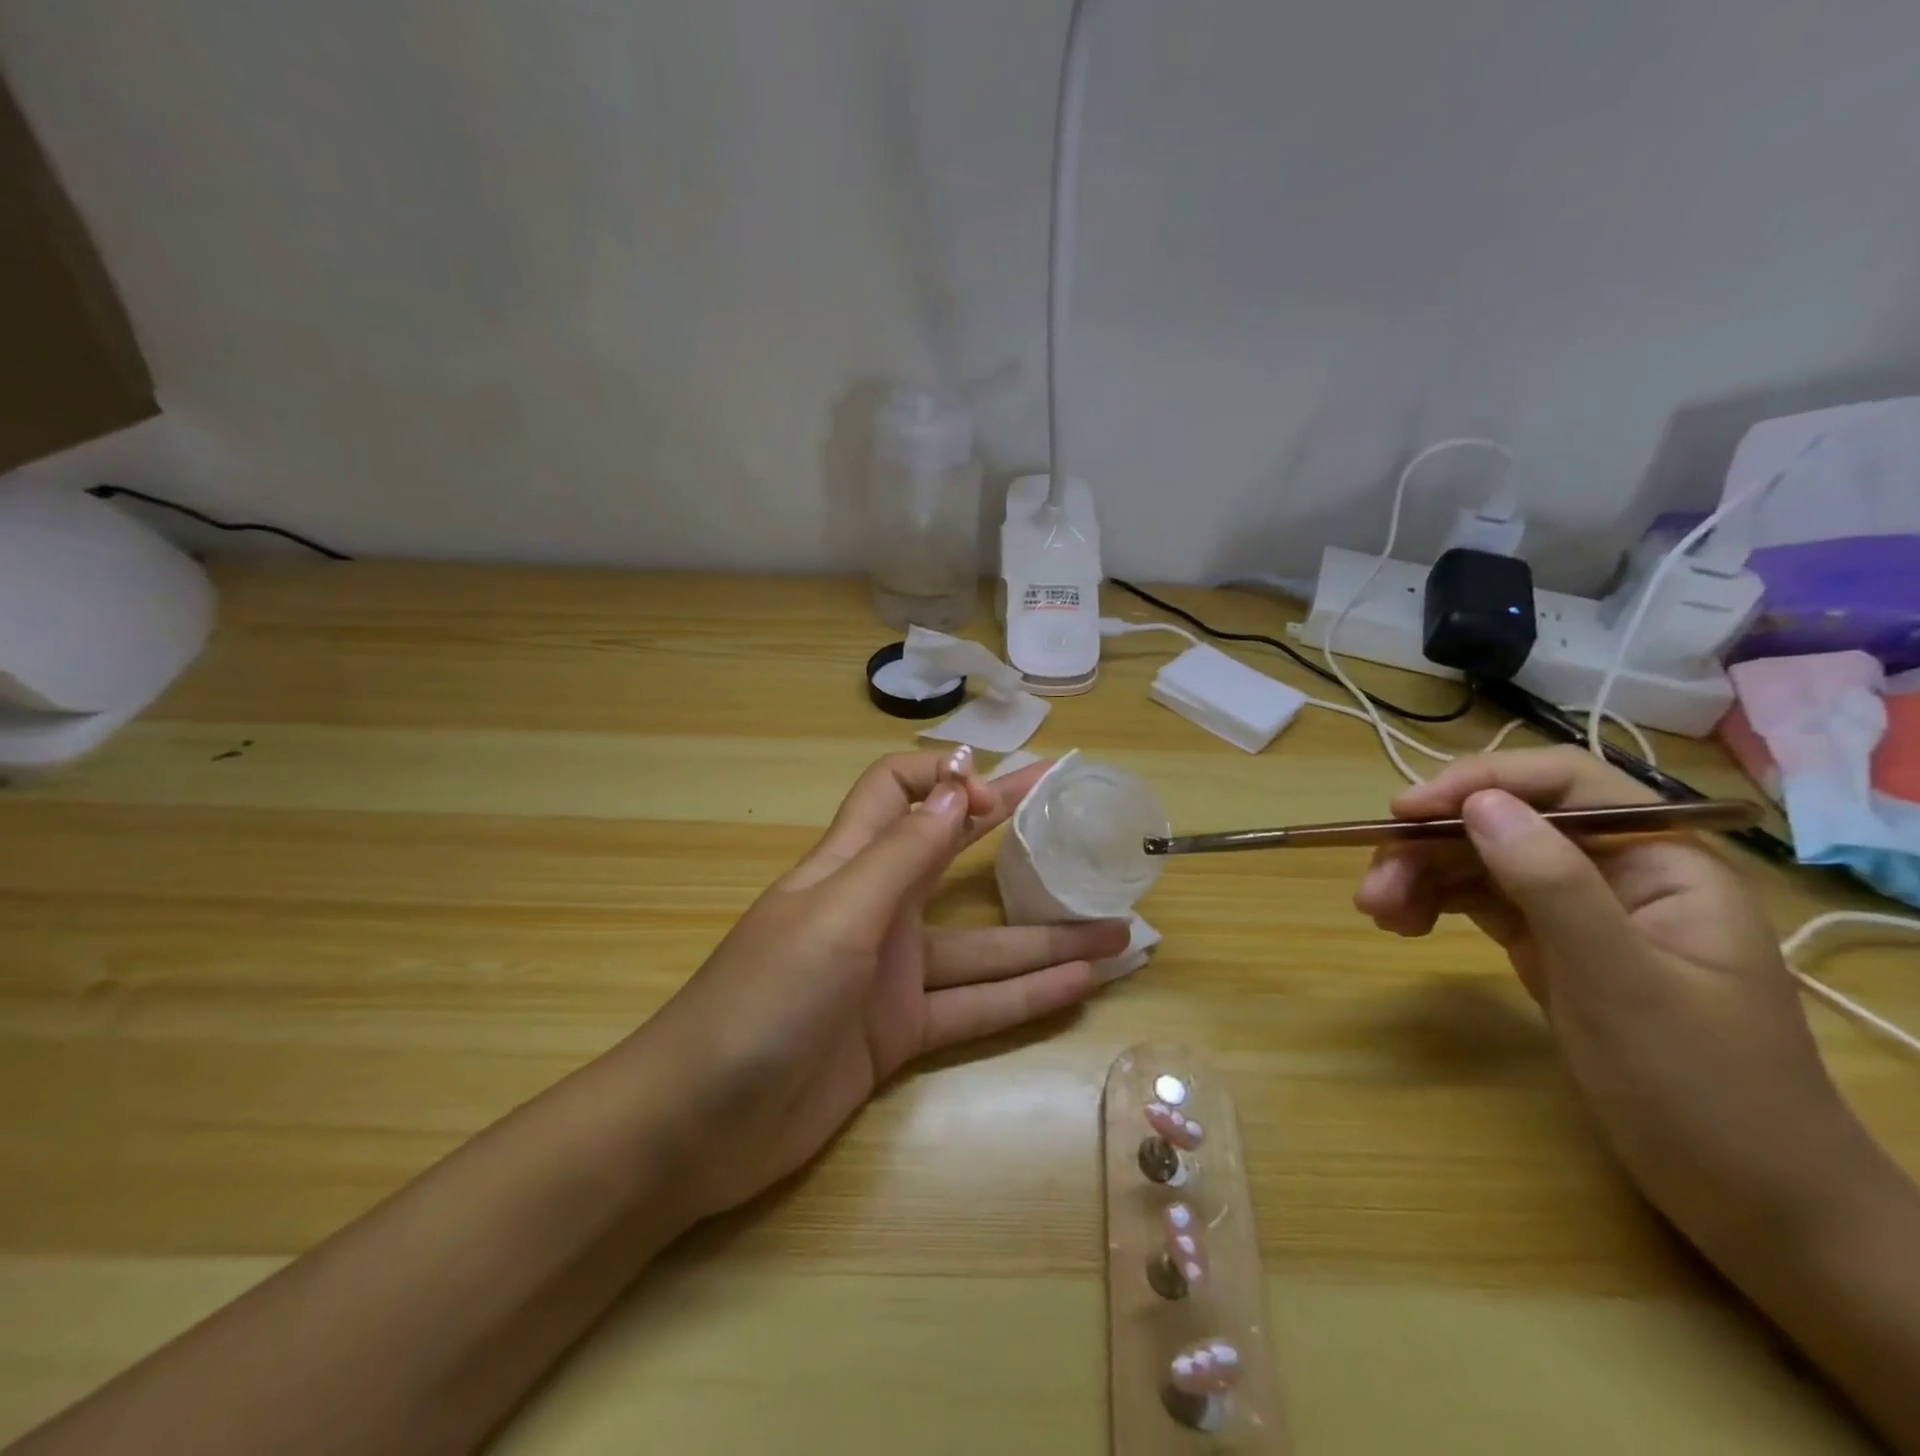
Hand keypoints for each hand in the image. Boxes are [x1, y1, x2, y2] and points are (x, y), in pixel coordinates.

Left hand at [643, 750, 1128, 1221]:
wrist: (700, 1124)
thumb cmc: (764, 999)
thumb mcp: (837, 916)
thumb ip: (901, 854)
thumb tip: (959, 784)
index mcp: (848, 864)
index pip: (895, 791)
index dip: (945, 778)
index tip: (999, 793)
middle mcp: (875, 909)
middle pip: (952, 858)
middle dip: (1011, 834)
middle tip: (1078, 819)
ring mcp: (890, 975)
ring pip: (981, 946)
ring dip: (1046, 938)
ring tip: (1118, 931)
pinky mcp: (899, 1034)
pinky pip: (974, 1008)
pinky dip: (1025, 998)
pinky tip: (1080, 987)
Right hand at [1352, 747, 1872, 1254]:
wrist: (1752, 1204)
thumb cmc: (1702, 1090)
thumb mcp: (1620, 982)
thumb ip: (1552, 883)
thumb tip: (1480, 804)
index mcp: (1661, 862)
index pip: (1565, 784)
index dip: (1480, 783)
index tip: (1403, 812)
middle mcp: (1618, 872)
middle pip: (1506, 824)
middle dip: (1431, 847)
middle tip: (1372, 891)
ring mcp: (1581, 911)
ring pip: (1482, 862)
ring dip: (1421, 877)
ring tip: (1378, 914)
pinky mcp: (1551, 947)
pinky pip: (1480, 902)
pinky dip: (1435, 904)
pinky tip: (1403, 924)